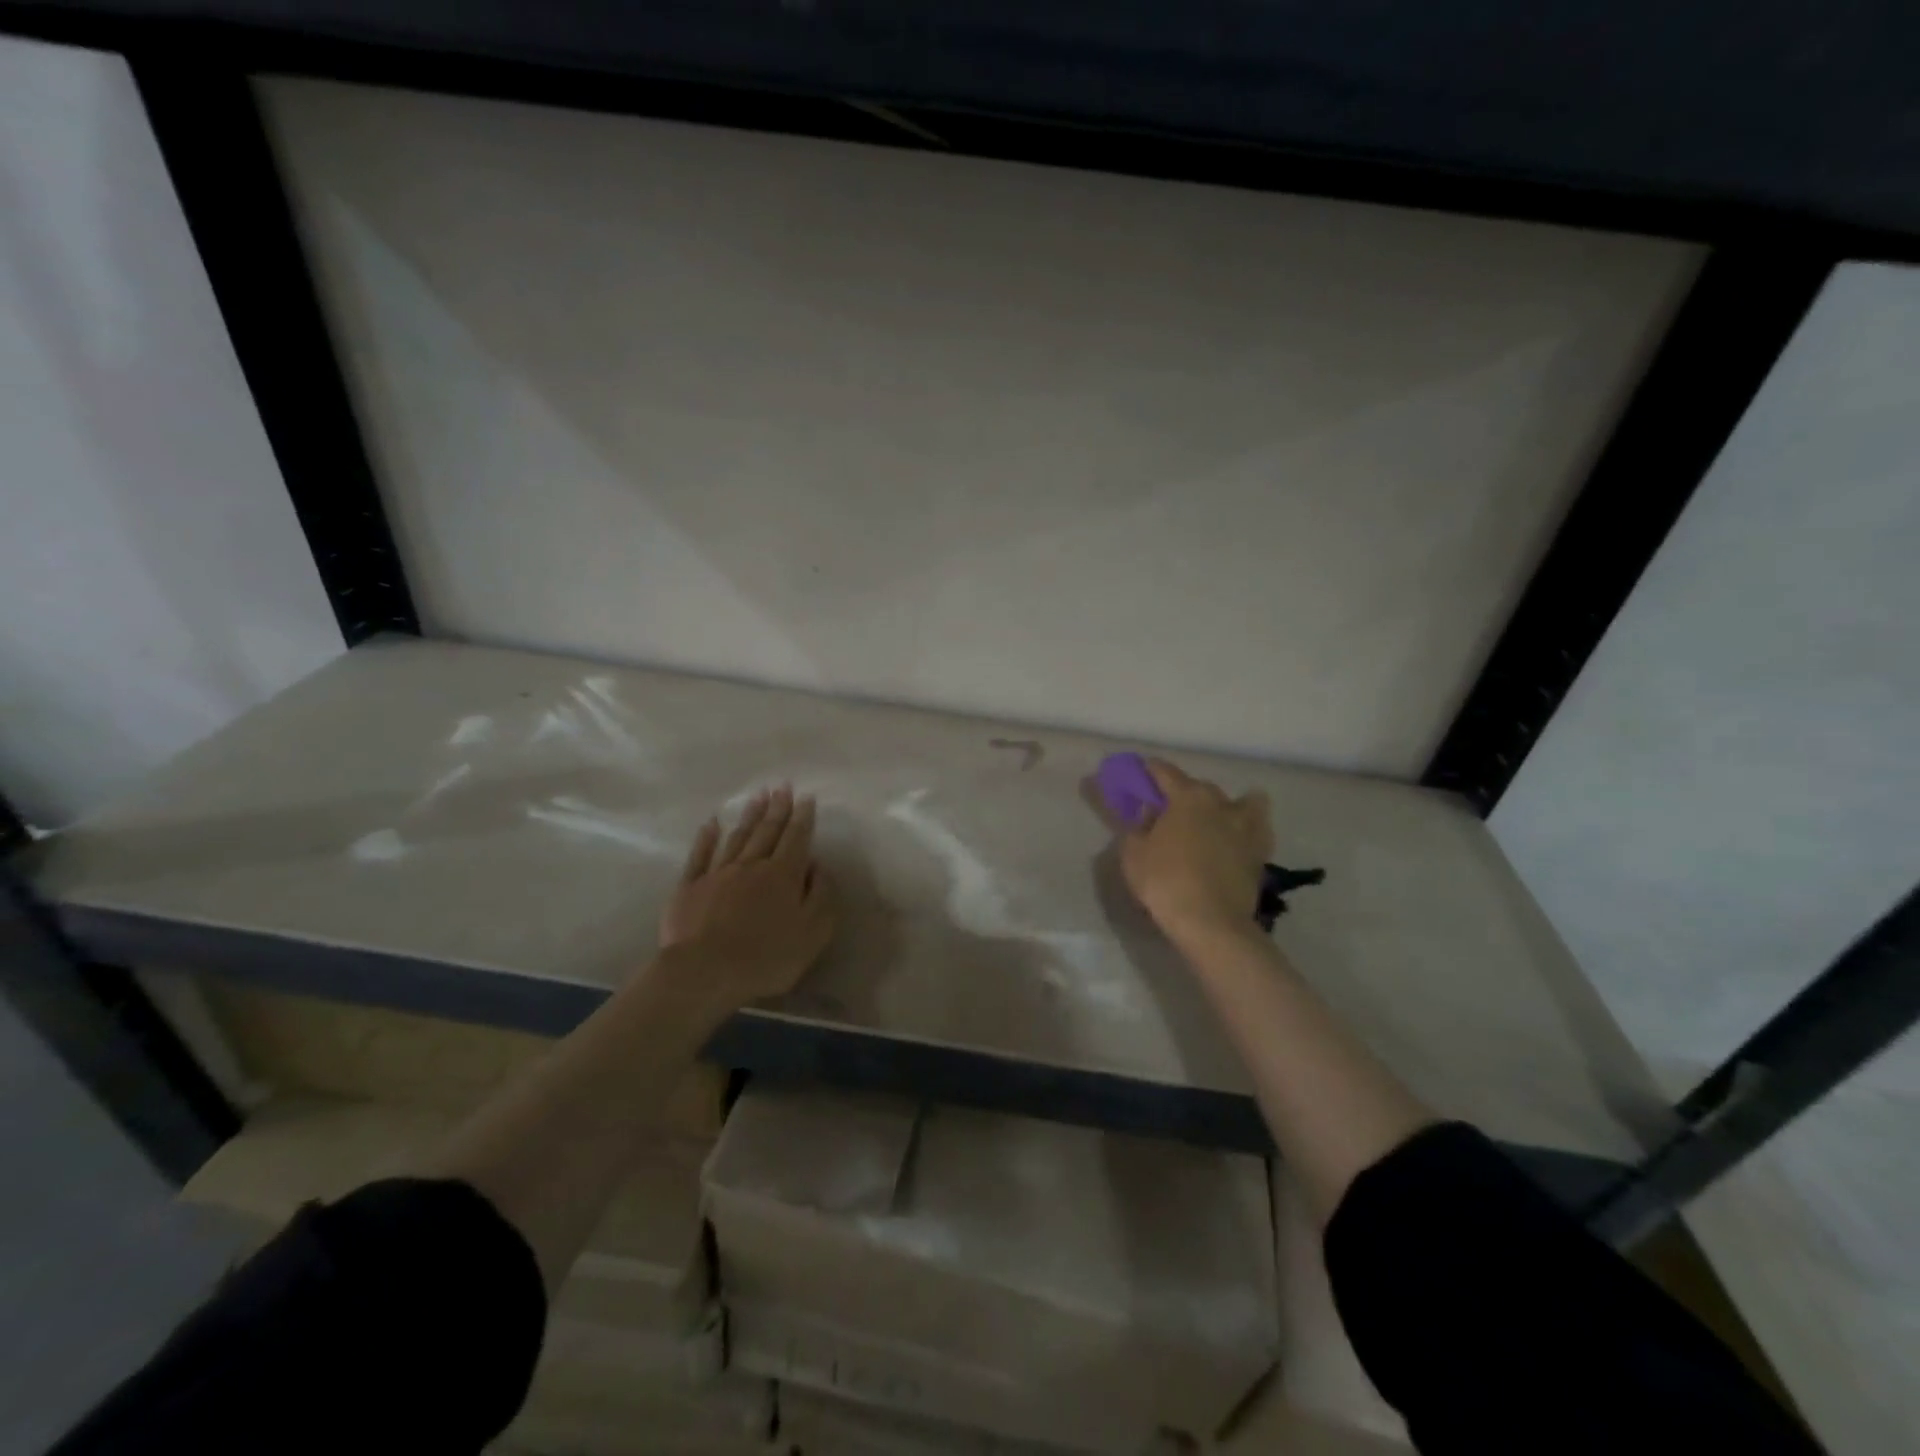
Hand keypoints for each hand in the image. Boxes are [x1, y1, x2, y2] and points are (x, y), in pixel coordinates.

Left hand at [660, 786, 837, 1009]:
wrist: (704, 972)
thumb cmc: (766, 957)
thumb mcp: (813, 932)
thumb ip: (821, 895)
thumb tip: (818, 867)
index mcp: (783, 875)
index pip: (796, 839)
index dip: (803, 818)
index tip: (806, 797)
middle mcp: (751, 866)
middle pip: (767, 832)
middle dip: (777, 808)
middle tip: (782, 787)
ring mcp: (717, 874)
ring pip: (738, 837)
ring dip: (749, 816)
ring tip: (758, 796)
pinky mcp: (689, 887)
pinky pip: (700, 855)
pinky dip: (707, 837)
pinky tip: (712, 823)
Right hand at [1121, 759, 1271, 941]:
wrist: (1211, 922)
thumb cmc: (1165, 882)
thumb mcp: (1133, 853)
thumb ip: (1138, 826)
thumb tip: (1149, 814)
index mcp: (1187, 796)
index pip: (1164, 772)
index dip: (1149, 770)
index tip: (1141, 774)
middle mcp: (1220, 802)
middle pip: (1199, 786)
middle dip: (1183, 792)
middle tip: (1168, 811)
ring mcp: (1246, 826)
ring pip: (1241, 802)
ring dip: (1226, 805)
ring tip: (1214, 819)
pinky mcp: (1261, 851)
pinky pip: (1257, 828)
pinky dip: (1248, 827)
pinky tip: (1238, 838)